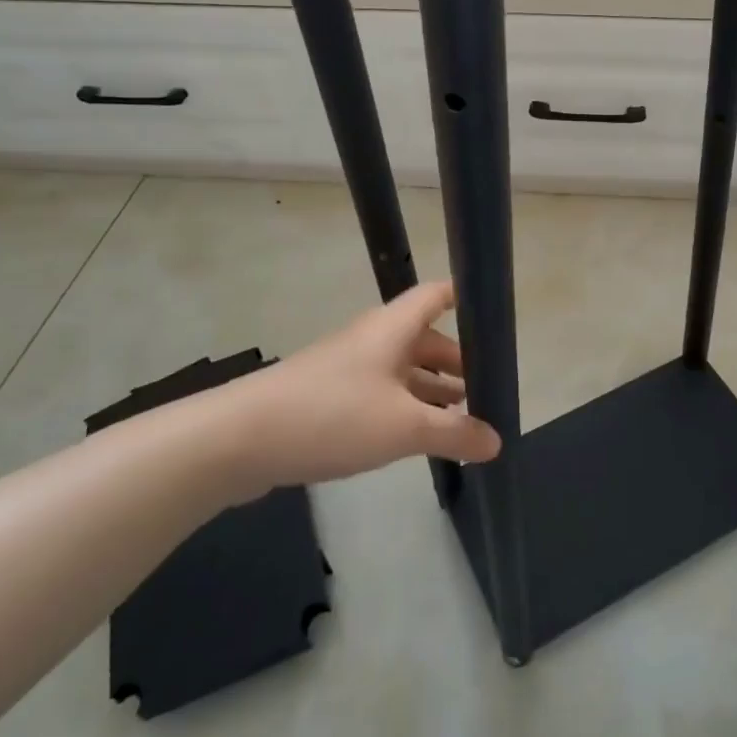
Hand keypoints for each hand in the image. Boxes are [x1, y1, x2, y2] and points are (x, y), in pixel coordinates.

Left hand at [223, 281, 500, 486]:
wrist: (240, 439)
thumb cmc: (333, 415)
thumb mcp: (404, 427)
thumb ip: (454, 433)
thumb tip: (496, 441)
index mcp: (393, 328)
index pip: (437, 295)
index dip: (466, 299)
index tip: (495, 319)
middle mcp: (372, 339)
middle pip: (424, 338)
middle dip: (457, 361)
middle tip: (487, 391)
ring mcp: (348, 368)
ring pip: (402, 370)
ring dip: (431, 390)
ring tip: (462, 419)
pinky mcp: (328, 397)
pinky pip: (379, 394)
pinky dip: (404, 409)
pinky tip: (416, 439)